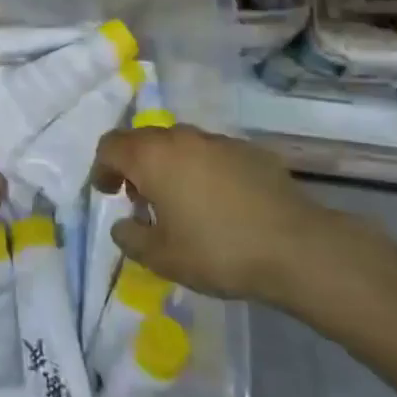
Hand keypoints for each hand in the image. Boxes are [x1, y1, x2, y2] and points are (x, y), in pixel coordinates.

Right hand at [91, 125, 319, 301]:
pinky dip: (201, 170)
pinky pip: (211, 153)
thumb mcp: (162, 258)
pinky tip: (217, 202)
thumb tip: (123, 225)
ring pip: (179, 144)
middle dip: (134, 166)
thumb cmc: (217, 251)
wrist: (295, 246)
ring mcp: (217, 140)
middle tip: (140, 200)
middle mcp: (181, 138)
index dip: (102, 167)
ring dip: (168, 166)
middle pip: (143, 140)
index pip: (111, 145)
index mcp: (152, 157)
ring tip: (179, 203)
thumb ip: (131, 238)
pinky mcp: (248, 150)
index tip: (106, 192)